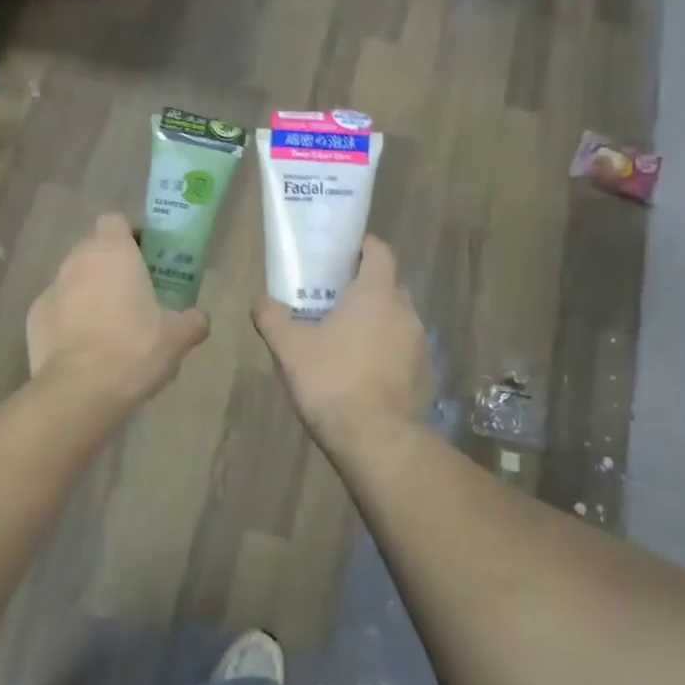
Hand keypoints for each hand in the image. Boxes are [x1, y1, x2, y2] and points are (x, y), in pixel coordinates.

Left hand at [28, 213, 209, 407]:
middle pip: (94, 250)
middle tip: (135, 294)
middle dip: (112, 266)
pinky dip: (70, 320)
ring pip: (74, 280)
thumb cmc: (135, 349)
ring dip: (90, 293)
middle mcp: (77, 261)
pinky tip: (85, 348)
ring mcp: (50, 289)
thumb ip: (193, 320)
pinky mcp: (34, 318)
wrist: (81, 391)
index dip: (132, 235)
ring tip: (110, 326)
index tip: (148, 258)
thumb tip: (199, 318)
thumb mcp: (178, 336)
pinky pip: (58, 309)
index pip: (116, 221)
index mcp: (112, 251)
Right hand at [252, 235, 431, 438]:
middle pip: (388, 286)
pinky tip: (363, 373)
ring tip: (345, 340)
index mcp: (376, 293)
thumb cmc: (330, 379)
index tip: (342, 254)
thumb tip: (259, 299)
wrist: (374, 438)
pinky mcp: (424, 375)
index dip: (363, 247)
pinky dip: (386, 353)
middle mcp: (405, 311)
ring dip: (376, 323)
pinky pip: (403, 351)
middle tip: (334, 300)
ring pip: (396, 320)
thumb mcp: (288, 347)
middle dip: (365, 288)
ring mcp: (420, 345)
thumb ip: (271, 317)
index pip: (380, 251)